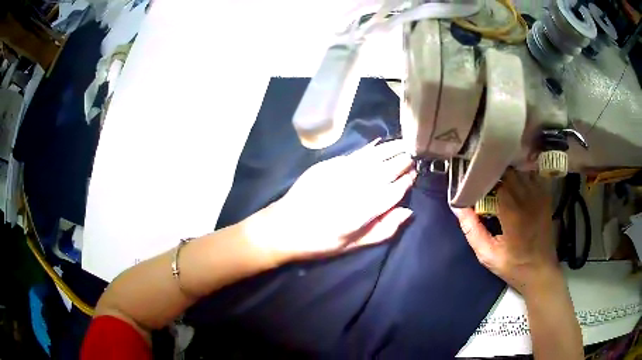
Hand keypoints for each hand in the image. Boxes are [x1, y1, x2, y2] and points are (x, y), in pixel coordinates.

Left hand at [247, 139, 416, 263]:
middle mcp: (354, 189)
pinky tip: (379, 144)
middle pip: (385, 170)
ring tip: (404, 143)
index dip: (406, 182)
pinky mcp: (328, 166)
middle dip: (402, 161)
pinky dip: (370, 149)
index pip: (392, 192)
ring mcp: (340, 174)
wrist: (284, 227)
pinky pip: (355, 154)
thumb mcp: (352, 245)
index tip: (415, 173)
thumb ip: (382, 230)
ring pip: (372, 158)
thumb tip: (407, 212)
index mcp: (362, 212)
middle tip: (414, 154)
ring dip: (390, 149)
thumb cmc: (319, 242)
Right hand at [453, 170, 559, 295]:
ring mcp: (539, 195)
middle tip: (485, 180)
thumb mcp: (487, 255)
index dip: (484, 178)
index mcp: (512, 211)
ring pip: (521, 170)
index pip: (496, 180)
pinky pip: (532, 176)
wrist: (541, 271)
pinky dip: (522, 175)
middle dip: (495, 173)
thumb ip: (472, 230)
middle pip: (509, 171)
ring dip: (508, 172)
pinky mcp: (545, 197)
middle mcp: (527, 198)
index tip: (474, 181)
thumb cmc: (514, 266)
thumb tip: (458, 207)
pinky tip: (515, 182)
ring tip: (499, 180)